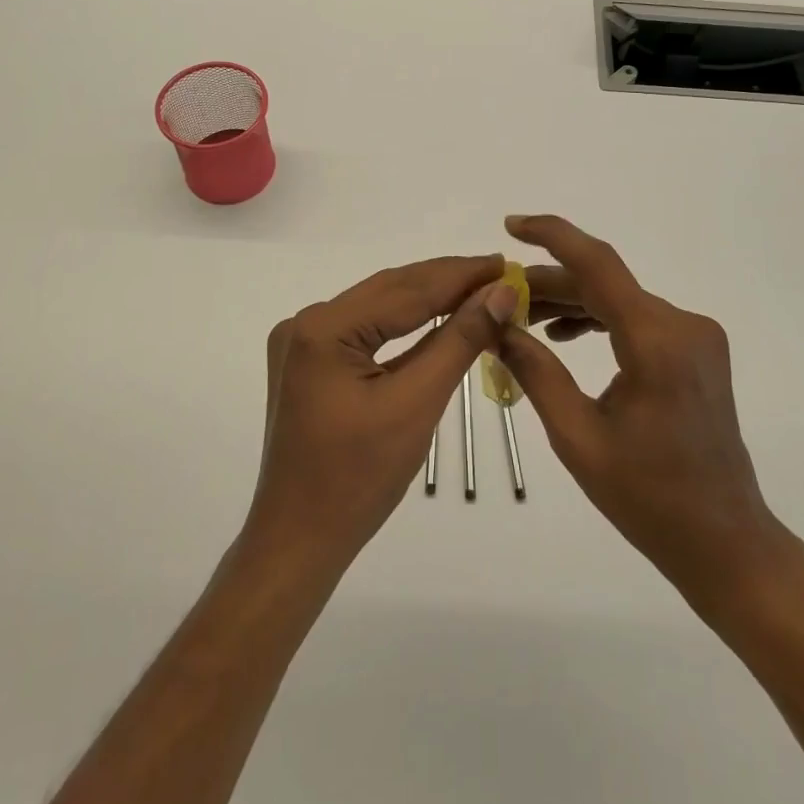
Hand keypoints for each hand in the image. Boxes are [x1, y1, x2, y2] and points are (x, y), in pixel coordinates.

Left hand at [247, 255, 514, 574]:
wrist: (298, 540)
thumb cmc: (359, 480)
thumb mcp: (416, 404)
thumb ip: (458, 341)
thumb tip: (500, 292)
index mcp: (323, 328)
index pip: (406, 290)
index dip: (460, 275)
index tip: (505, 263)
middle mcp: (306, 322)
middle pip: (389, 291)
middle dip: (446, 281)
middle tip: (500, 273)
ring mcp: (303, 341)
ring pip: (378, 307)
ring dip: (427, 299)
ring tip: (479, 289)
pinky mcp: (309, 360)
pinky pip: (364, 329)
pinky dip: (403, 324)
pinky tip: (437, 317)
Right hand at [495, 215, 783, 606]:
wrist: (725, 541)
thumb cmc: (648, 497)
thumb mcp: (576, 436)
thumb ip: (535, 370)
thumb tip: (496, 323)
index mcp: (656, 342)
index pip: (598, 264)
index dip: (553, 236)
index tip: (512, 224)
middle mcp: (682, 325)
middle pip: (604, 283)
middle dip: (549, 282)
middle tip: (500, 294)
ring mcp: (695, 336)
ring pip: (619, 299)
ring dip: (571, 300)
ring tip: (523, 317)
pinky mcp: (696, 350)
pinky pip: (637, 318)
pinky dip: (599, 319)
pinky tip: (563, 333)